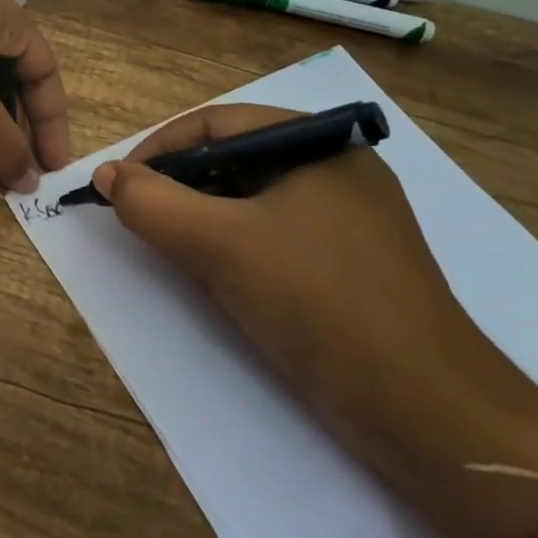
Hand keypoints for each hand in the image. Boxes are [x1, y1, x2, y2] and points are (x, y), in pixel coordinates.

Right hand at [93, 105, 537, 537]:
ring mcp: (350, 218)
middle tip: (142, 218)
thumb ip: (152, 204)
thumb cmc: (320, 304)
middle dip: (180, 185)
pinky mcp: (352, 263)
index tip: (120, 185)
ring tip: (173, 247)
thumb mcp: (220, 245)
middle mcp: (337, 168)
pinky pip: (276, 234)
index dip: (158, 148)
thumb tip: (106, 175)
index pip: (216, 123)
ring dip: (204, 217)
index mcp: (319, 143)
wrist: (431, 415)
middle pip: (234, 158)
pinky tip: (221, 275)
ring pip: (253, 199)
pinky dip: (237, 245)